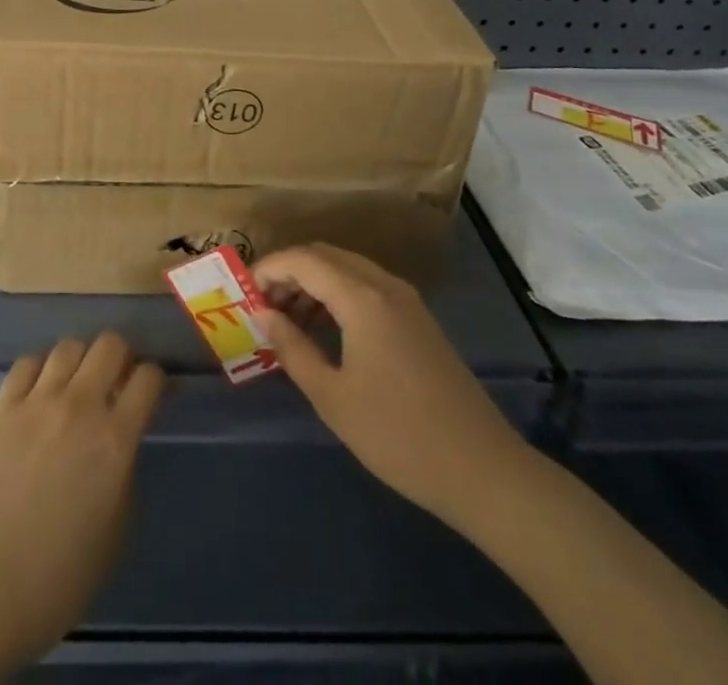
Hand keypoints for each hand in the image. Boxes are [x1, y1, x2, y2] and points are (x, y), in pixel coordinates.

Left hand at [0, 333, 163, 672]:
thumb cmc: (58, 579)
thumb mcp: (115, 532)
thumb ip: (125, 473)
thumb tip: (122, 443)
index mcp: (115, 440)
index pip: (149, 377)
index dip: (155, 381)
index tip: (151, 395)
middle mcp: (79, 406)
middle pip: (110, 343)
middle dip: (121, 357)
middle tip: (116, 383)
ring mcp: (37, 401)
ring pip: (69, 345)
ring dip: (81, 360)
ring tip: (76, 385)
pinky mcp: (2, 406)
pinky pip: (27, 363)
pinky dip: (40, 369)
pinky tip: (40, 392)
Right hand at [254, 243, 532, 529]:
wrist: (483, 471)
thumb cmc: (398, 435)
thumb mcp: (332, 397)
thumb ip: (292, 347)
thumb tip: (262, 313)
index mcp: (363, 298)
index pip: (304, 259)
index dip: (269, 268)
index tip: (244, 292)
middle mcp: (385, 286)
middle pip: (325, 256)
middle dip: (289, 272)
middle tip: (263, 306)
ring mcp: (407, 301)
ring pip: (347, 269)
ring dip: (313, 283)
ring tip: (288, 321)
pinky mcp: (418, 320)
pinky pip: (367, 287)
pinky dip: (338, 295)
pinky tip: (325, 331)